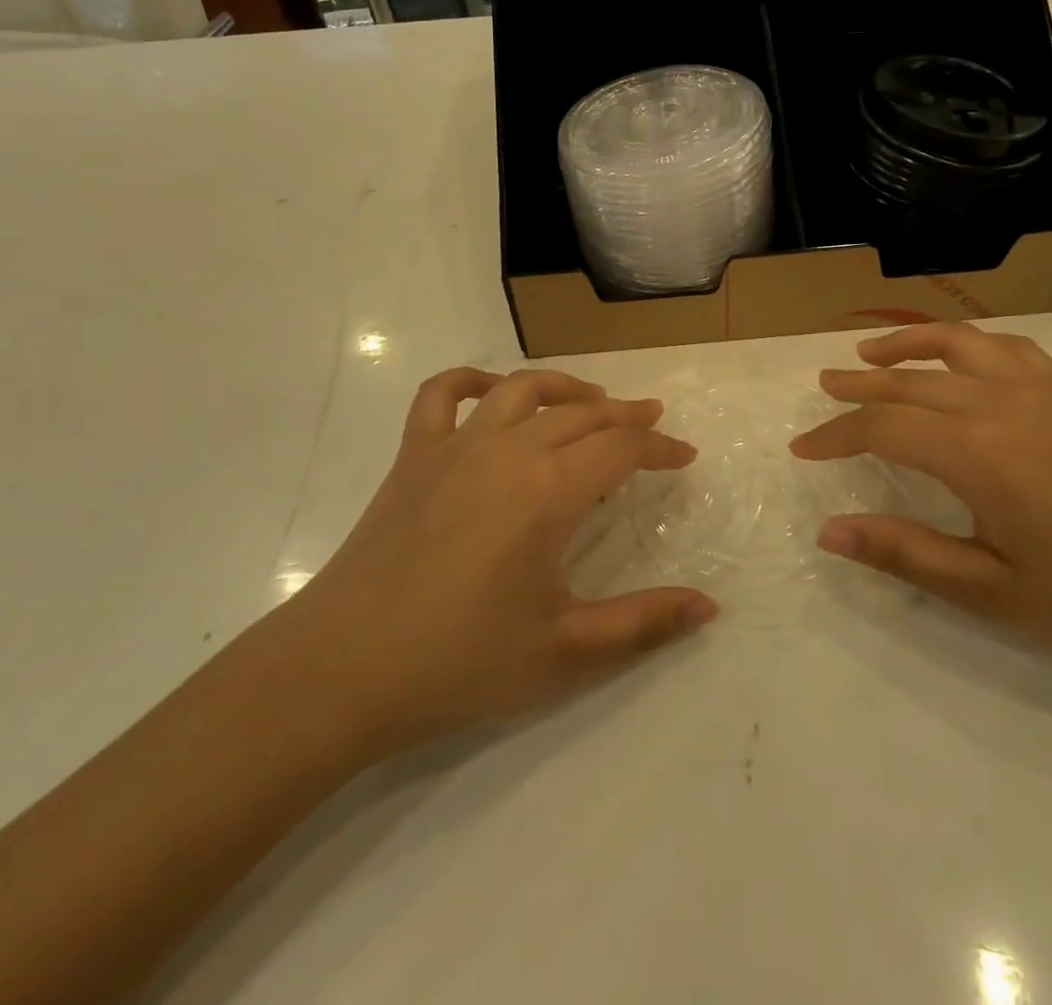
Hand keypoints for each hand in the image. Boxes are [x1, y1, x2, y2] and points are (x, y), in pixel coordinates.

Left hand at [286, 367, 716, 760]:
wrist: (341, 672)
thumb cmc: (459, 663)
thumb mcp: (565, 653)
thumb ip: (643, 625)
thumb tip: (709, 608)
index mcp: (548, 491)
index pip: (621, 450)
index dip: (660, 449)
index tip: (685, 456)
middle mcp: (507, 450)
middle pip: (580, 414)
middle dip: (625, 416)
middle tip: (651, 425)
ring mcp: (454, 446)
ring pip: (521, 390)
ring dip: (565, 388)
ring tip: (592, 400)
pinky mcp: (412, 456)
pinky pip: (441, 394)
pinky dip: (472, 380)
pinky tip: (492, 389)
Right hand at [790, 325, 1051, 683]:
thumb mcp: (991, 592)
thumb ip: (905, 553)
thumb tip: (829, 532)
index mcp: (979, 453)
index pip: (884, 428)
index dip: (836, 435)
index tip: (803, 448)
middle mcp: (1003, 406)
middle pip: (911, 384)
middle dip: (859, 387)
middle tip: (822, 388)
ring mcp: (1041, 394)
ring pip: (958, 348)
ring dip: (907, 346)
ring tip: (870, 354)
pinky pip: (1007, 351)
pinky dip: (968, 344)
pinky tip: (957, 358)